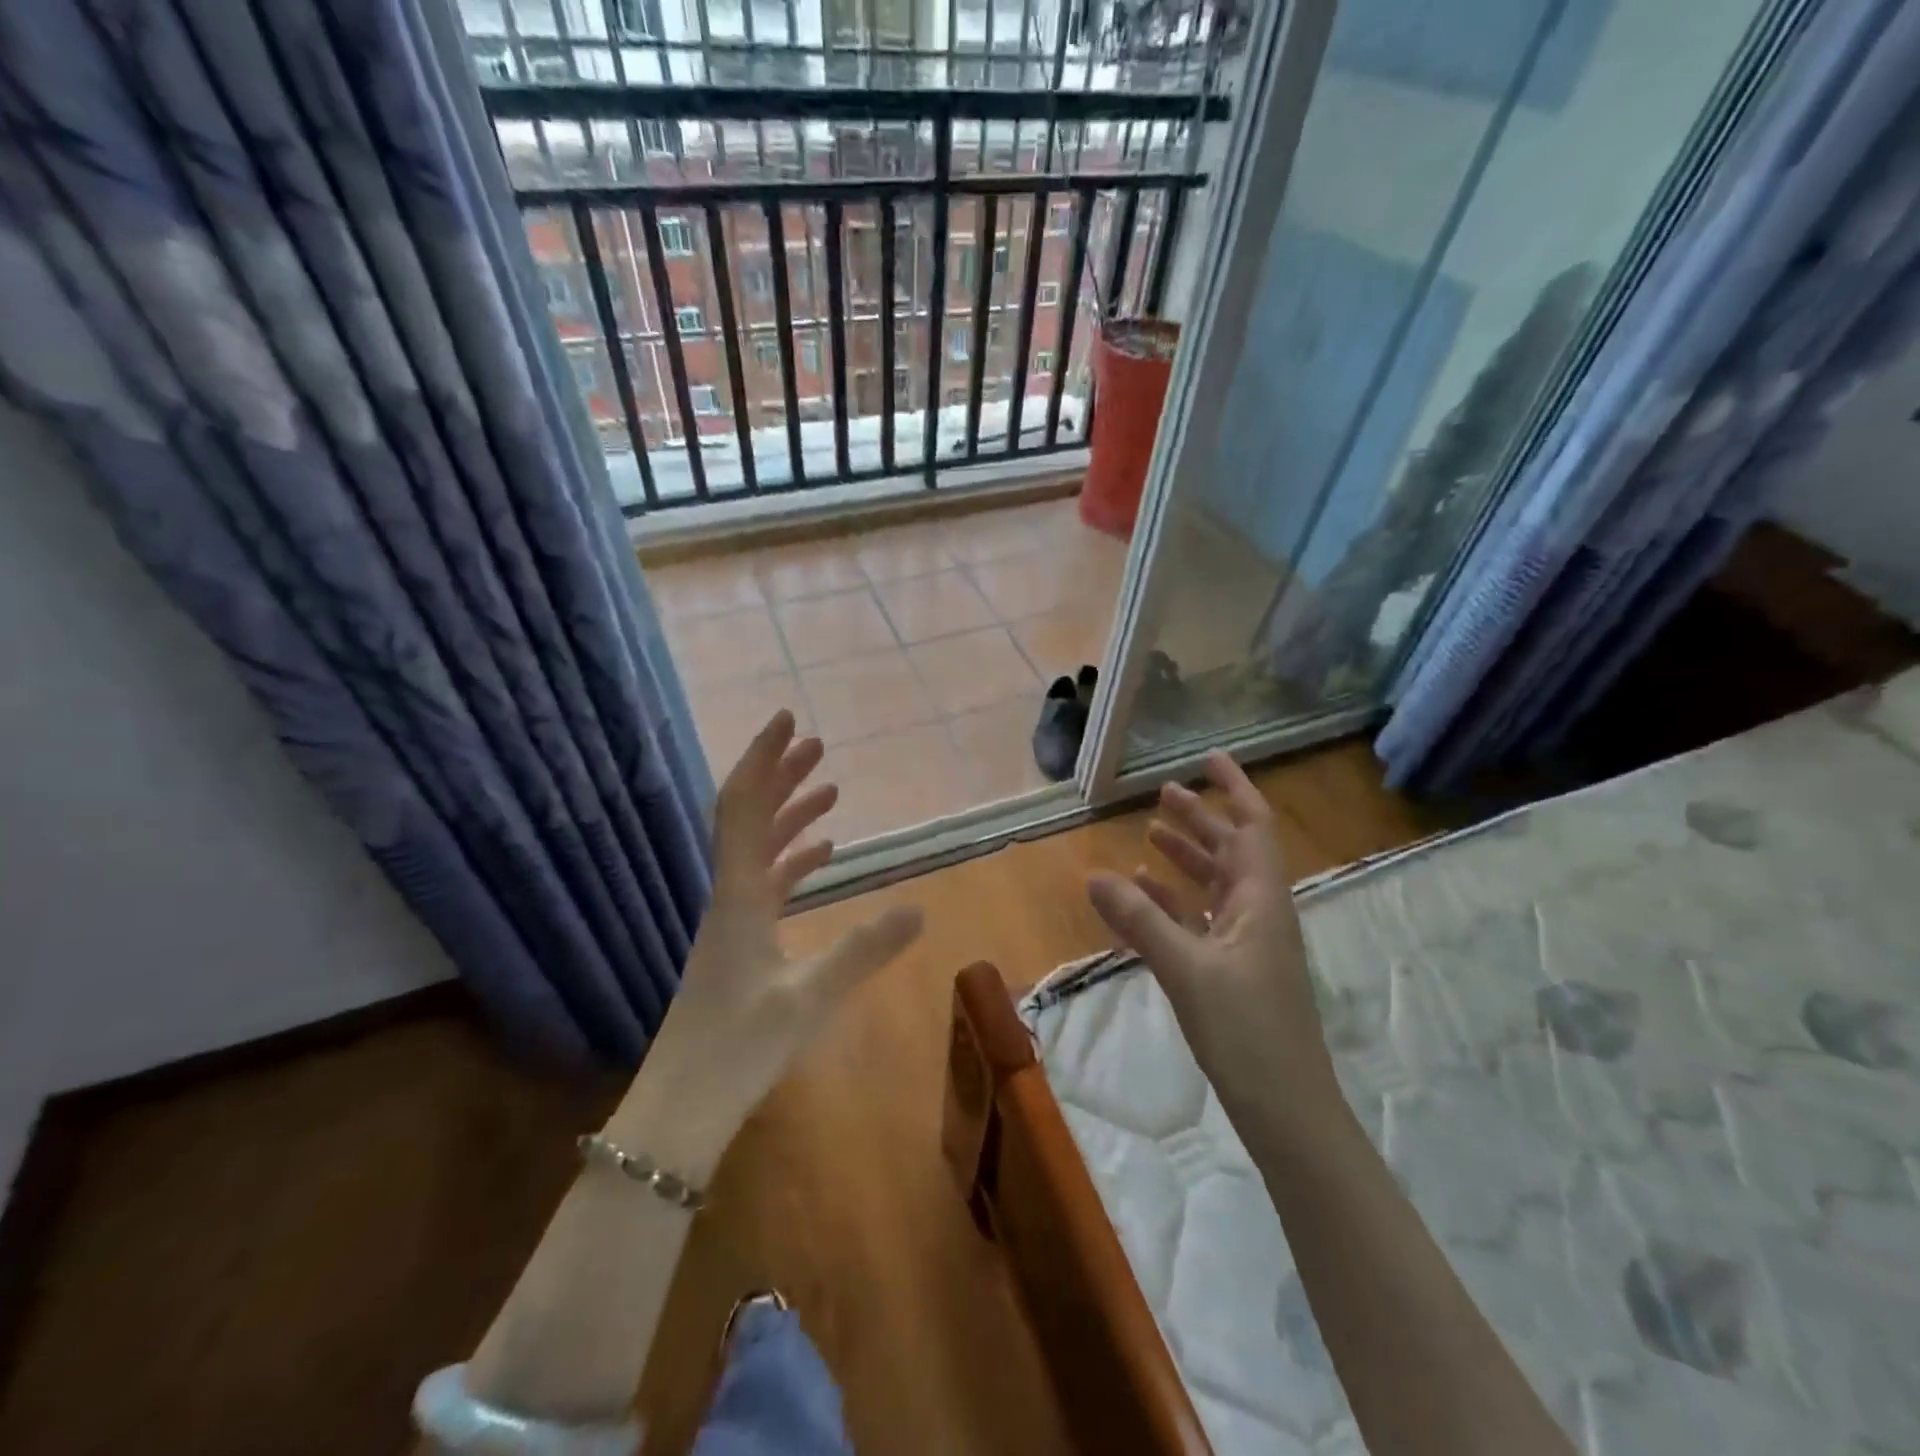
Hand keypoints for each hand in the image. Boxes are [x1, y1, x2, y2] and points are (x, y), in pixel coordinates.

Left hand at [610, 711, 923, 1178]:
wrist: (683, 1107)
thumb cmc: (738, 1049)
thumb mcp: (810, 998)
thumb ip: (865, 950)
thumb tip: (919, 907)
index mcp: (739, 895)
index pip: (744, 807)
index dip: (763, 759)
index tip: (786, 720)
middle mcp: (731, 894)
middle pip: (750, 816)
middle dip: (781, 775)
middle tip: (817, 744)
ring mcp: (733, 918)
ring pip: (760, 847)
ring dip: (790, 812)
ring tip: (828, 787)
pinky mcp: (742, 941)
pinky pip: (768, 882)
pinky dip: (794, 858)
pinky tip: (823, 853)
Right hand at [1085, 752, 1338, 1122]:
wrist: (1285, 1107)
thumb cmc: (1246, 1030)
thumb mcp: (1186, 969)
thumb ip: (1139, 920)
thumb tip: (1093, 874)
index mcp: (1260, 899)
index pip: (1252, 826)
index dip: (1234, 788)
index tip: (1208, 758)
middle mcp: (1258, 911)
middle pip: (1230, 850)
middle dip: (1200, 818)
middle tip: (1164, 793)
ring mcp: (1247, 942)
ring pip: (1214, 884)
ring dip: (1186, 857)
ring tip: (1149, 833)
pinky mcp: (1233, 970)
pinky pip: (1201, 919)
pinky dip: (1174, 901)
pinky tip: (1145, 893)